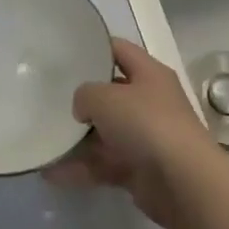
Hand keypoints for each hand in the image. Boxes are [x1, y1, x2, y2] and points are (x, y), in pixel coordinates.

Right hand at [46, 37, 220, 226]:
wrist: (182, 181)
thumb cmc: (146, 123)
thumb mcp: (106, 97)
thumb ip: (85, 94)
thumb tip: (83, 107)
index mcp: (149, 73)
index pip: (119, 50)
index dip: (94, 48)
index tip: (65, 53)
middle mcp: (150, 101)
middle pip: (112, 93)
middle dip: (83, 98)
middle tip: (50, 98)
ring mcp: (146, 136)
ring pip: (106, 132)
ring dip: (78, 139)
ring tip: (46, 139)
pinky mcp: (140, 169)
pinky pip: (104, 163)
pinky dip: (82, 168)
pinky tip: (52, 173)